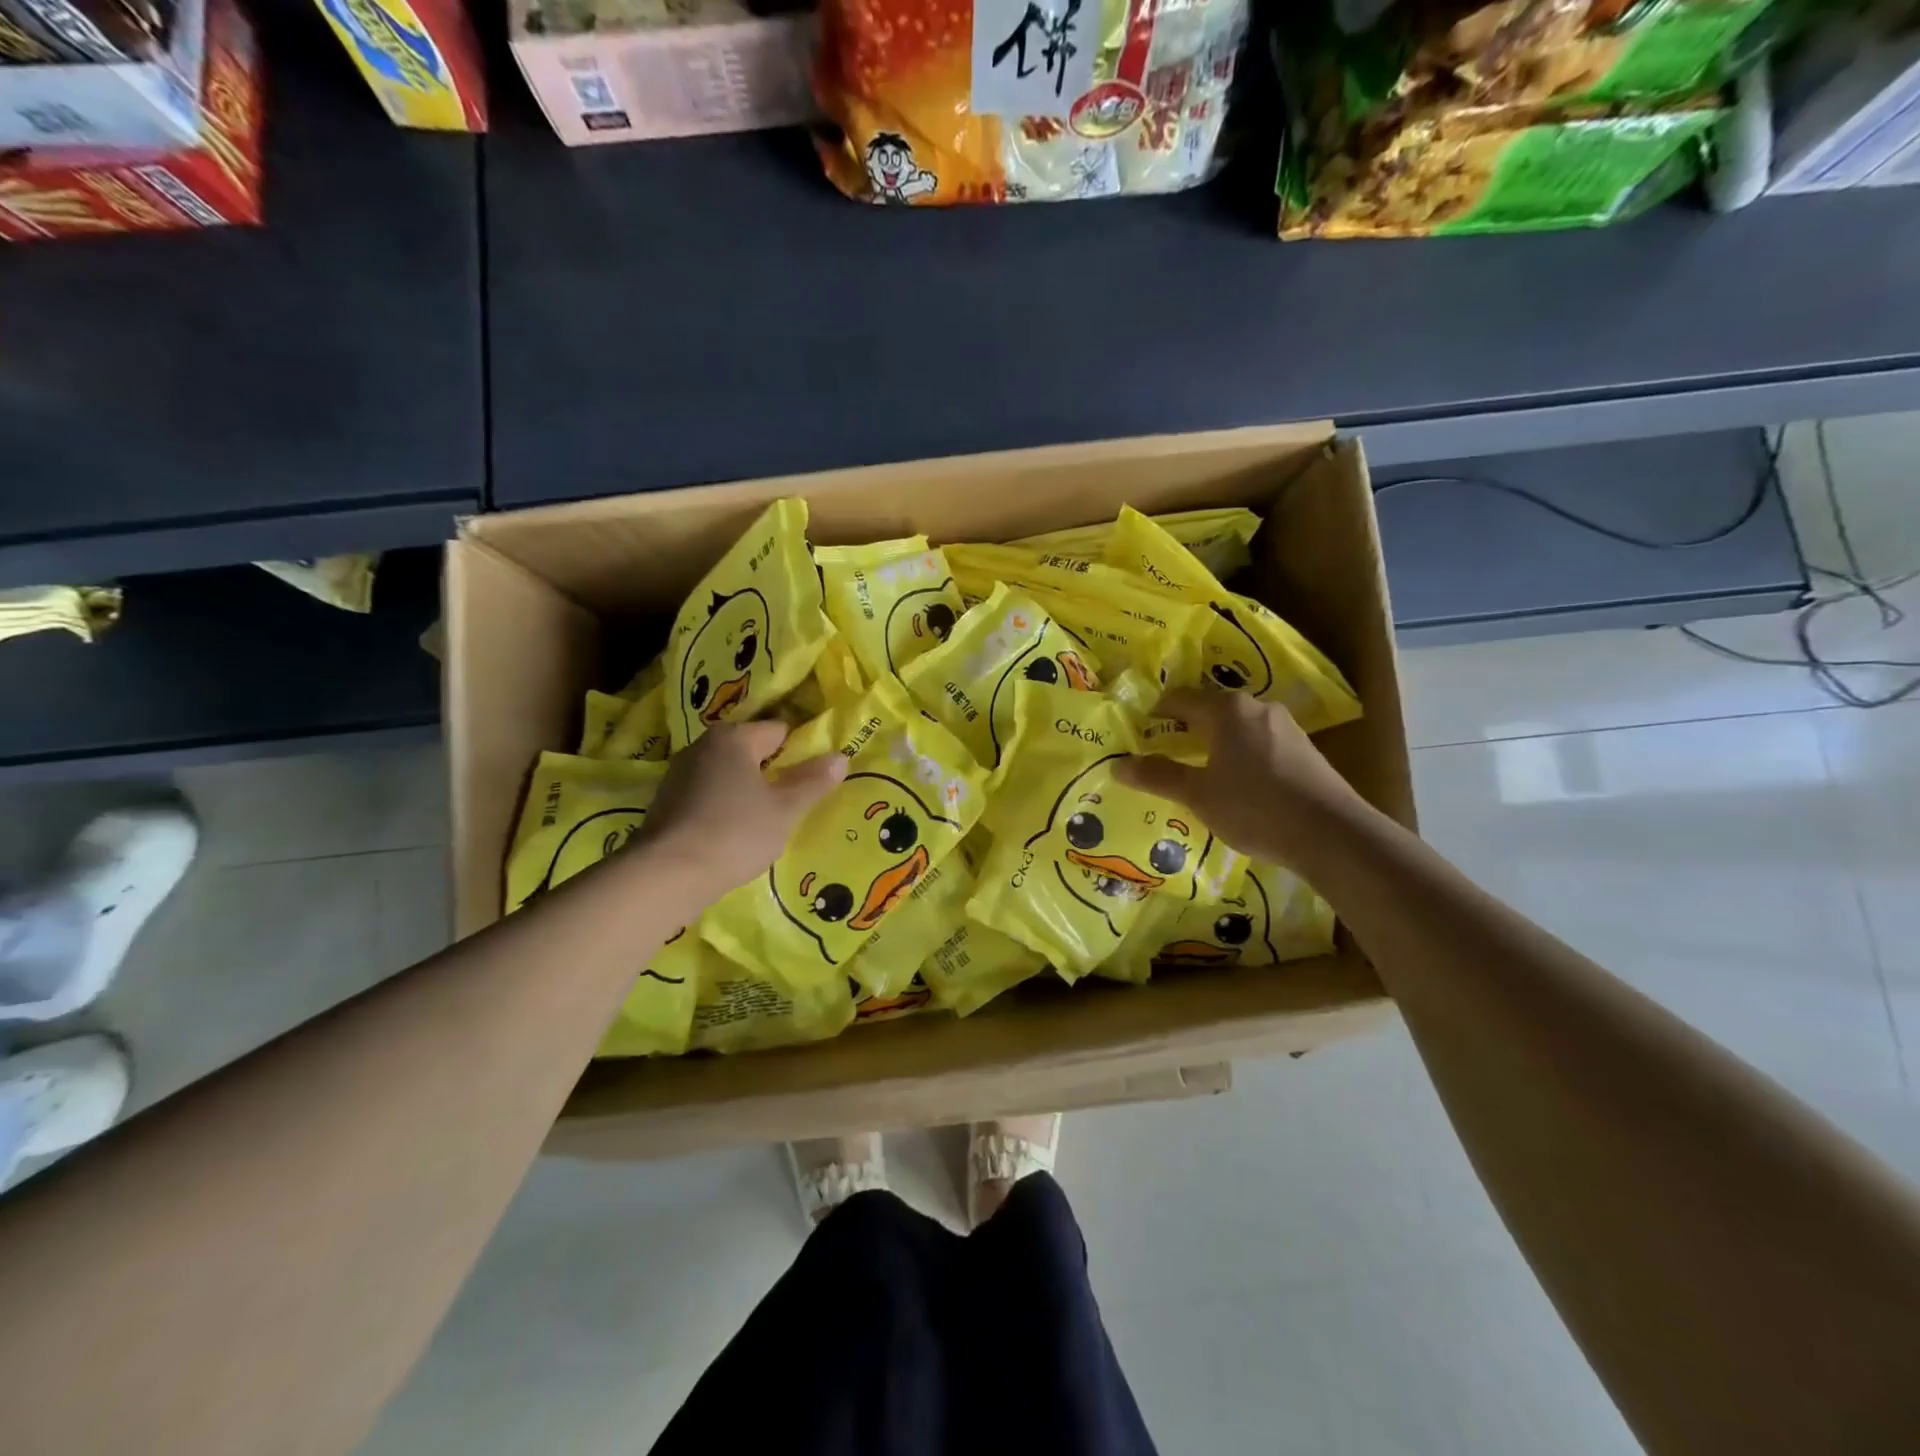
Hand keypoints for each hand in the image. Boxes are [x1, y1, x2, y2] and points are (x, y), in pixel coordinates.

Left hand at [640, 720, 847, 899]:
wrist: (666, 875)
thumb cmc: (735, 833)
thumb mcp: (785, 810)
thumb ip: (813, 782)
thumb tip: (840, 757)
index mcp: (734, 737)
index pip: (778, 731)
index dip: (800, 752)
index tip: (812, 779)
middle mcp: (702, 746)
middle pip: (750, 751)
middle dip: (772, 772)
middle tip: (793, 803)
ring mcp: (679, 773)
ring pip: (727, 774)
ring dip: (746, 791)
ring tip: (764, 821)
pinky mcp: (666, 802)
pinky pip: (707, 795)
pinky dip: (722, 807)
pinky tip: (732, 834)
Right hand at [1113, 687, 1362, 864]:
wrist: (1331, 833)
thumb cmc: (1255, 806)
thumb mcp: (1197, 795)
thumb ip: (1158, 776)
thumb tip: (1118, 765)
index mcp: (1227, 710)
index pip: (1179, 699)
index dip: (1155, 714)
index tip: (1138, 735)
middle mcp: (1257, 707)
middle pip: (1209, 710)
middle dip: (1184, 729)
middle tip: (1162, 753)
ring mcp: (1285, 727)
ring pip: (1236, 727)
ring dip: (1213, 743)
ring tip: (1196, 771)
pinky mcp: (1303, 749)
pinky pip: (1258, 742)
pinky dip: (1239, 755)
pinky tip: (1236, 784)